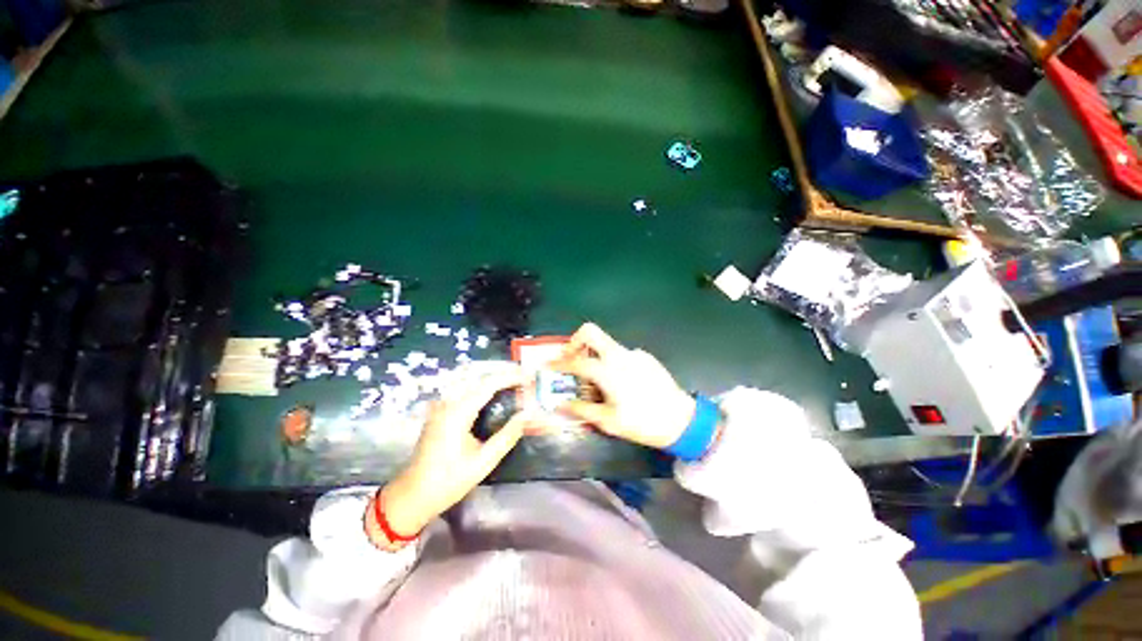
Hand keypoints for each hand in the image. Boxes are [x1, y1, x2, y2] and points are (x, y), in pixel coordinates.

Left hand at [372, 364, 532, 541]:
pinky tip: (495, 395)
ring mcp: (442, 406)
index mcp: (458, 412)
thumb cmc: (449, 481)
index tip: (529, 377)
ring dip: (494, 381)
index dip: (511, 377)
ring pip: (472, 383)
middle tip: (525, 379)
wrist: (412, 496)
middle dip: (505, 375)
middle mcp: (448, 403)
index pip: (489, 384)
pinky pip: (465, 392)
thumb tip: (529, 415)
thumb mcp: (484, 461)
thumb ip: (508, 435)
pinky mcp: (441, 412)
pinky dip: (483, 389)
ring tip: (515, 383)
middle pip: (480, 379)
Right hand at [551, 323, 695, 449]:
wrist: (681, 420)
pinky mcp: (645, 357)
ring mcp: (634, 354)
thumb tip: (561, 404)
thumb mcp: (608, 421)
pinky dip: (612, 362)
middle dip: (575, 341)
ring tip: (595, 380)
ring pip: (606, 344)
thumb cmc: (642, 423)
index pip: (576, 361)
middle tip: (570, 358)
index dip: (559, 363)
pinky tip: (619, 382)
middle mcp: (620, 355)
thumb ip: (582, 409)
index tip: (548, 365)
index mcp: (609, 371)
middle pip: (591, 332)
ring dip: (594, 355)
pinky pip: (621, 354)